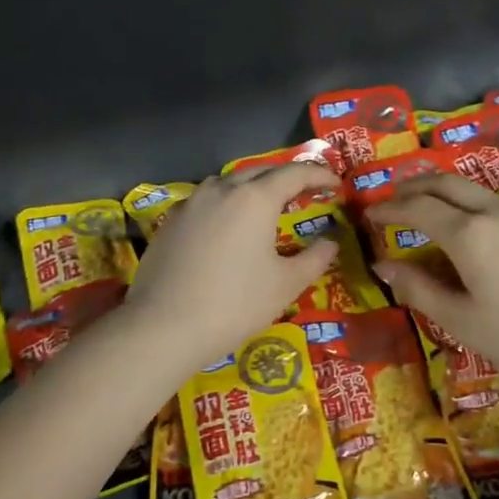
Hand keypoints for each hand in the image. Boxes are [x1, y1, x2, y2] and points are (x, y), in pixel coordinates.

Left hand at [125, 164, 338, 370]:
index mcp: (255, 198)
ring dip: (252, 188)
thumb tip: (331, 242)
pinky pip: (205, 201)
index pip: (295, 173)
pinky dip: (225, 204)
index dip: (319, 174)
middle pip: (260, 171)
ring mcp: (191, 203)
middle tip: (305, 193)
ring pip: (228, 183)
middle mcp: (222, 189)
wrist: (163, 326)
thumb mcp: (285, 285)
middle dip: (286, 178)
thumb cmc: (234, 304)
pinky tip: (227, 228)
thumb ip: (314, 258)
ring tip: (265, 207)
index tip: (335, 184)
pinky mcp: (170, 222)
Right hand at [370, 174, 498, 393]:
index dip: (388, 209)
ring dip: (440, 192)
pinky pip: (491, 202)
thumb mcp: (463, 321)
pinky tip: (466, 230)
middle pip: (443, 182)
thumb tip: (384, 266)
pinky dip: (465, 204)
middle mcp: (492, 212)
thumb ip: (419, 290)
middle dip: (411, 187)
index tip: (369, 215)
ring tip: (424, 212)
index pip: (416, 208)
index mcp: (467, 233)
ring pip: (470, 189)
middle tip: (391, 201)